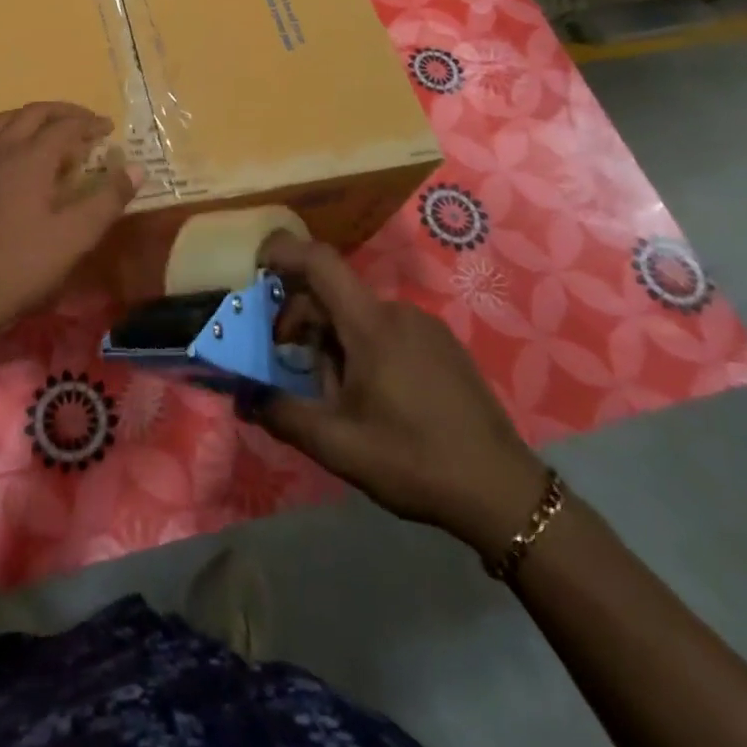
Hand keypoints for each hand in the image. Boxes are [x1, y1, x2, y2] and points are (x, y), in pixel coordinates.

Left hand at [0, 103, 139, 338]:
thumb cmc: (24, 265)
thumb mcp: (76, 236)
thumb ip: (108, 199)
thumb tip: (136, 168)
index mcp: (29, 158)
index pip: (64, 125)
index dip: (90, 123)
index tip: (109, 129)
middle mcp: (0, 151)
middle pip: (32, 113)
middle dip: (62, 112)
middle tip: (85, 123)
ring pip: (5, 122)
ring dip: (32, 119)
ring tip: (52, 133)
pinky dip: (10, 136)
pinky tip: (18, 161)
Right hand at [252, 233, 550, 556]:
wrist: (503, 493)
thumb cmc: (414, 461)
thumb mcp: (337, 445)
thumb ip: (282, 415)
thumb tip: (242, 396)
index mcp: (371, 324)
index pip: (319, 263)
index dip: (283, 253)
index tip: (255, 267)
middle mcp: (398, 312)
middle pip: (333, 295)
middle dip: (302, 323)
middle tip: (289, 366)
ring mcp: (425, 327)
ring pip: (358, 317)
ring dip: (333, 344)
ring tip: (338, 397)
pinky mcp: (443, 346)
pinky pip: (386, 331)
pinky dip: (363, 349)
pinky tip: (373, 398)